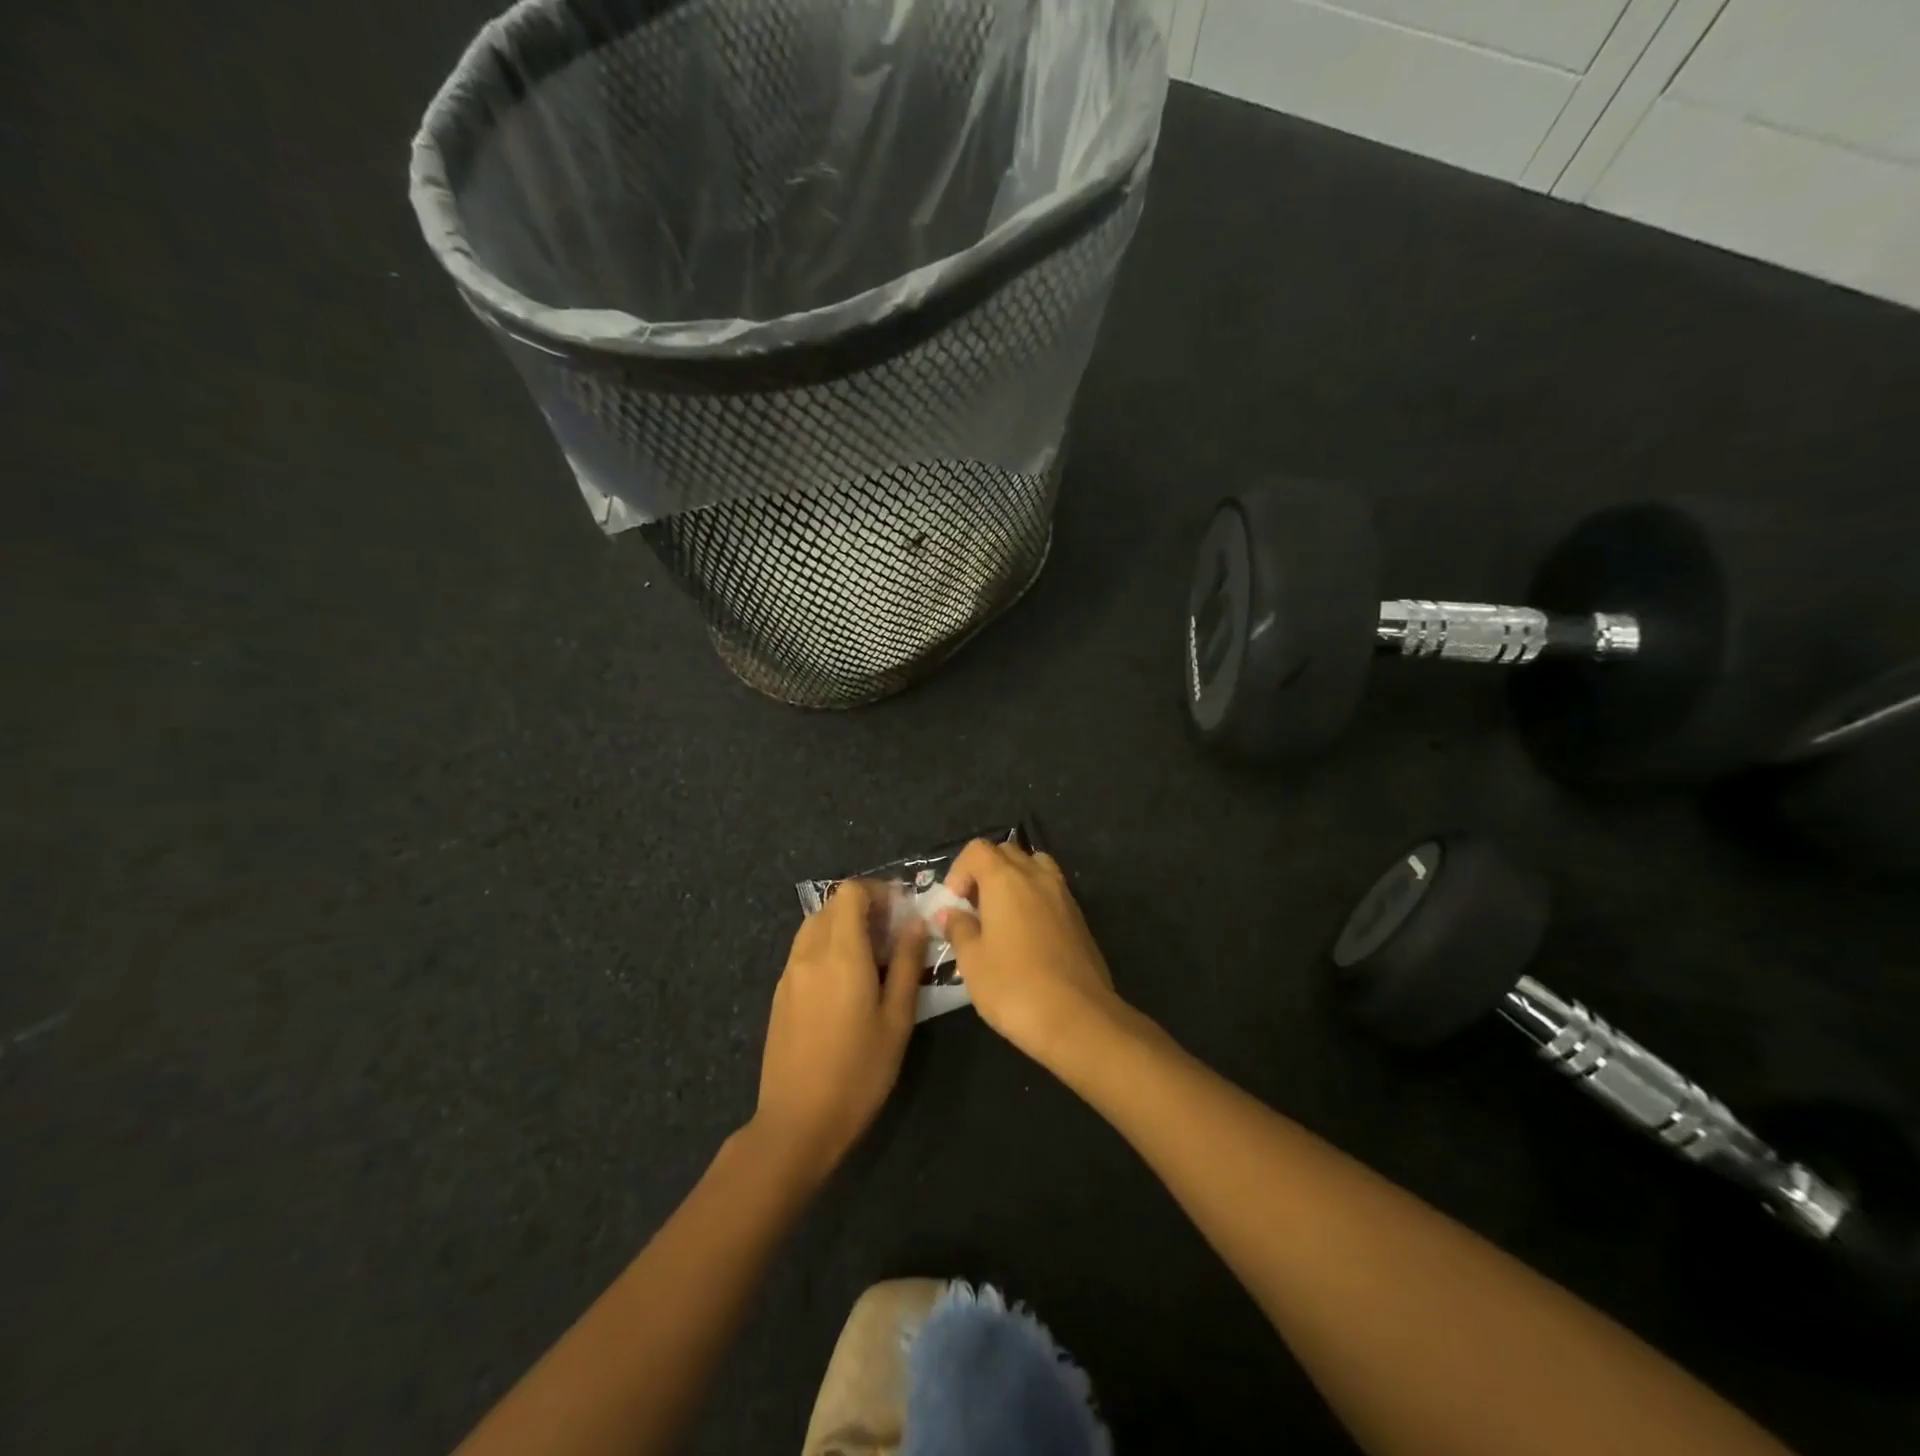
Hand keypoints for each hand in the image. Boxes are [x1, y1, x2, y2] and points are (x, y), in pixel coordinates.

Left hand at [753, 880, 924, 1182]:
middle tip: (893, 936)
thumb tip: (915, 923)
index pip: (851, 891)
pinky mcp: (780, 993)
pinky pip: (805, 950)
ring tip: (872, 959)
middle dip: (864, 907)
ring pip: (815, 925)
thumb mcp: (897, 1019)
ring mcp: (789, 973)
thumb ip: (908, 964)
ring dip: (844, 926)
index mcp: (841, 952)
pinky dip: (827, 947)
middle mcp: (809, 952)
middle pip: (832, 904)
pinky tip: (846, 983)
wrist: (798, 1122)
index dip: (879, 891)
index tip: (902, 912)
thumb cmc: (859, 1071)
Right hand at [938, 839, 1127, 1067]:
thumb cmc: (1014, 987)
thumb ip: (959, 929)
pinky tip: (1026, 936)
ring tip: (1002, 916)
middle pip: (1007, 852)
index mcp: (1006, 879)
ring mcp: (1063, 895)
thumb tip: (950, 913)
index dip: (959, 871)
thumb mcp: (972, 961)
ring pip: (1035, 867)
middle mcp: (1037, 876)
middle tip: (974, 909)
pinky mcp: (1079, 918)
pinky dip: (1034, 899)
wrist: (1078, 1018)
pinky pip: (1051, 891)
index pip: (977, 850)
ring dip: (1014, 880)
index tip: (954, 903)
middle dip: (985, 872)